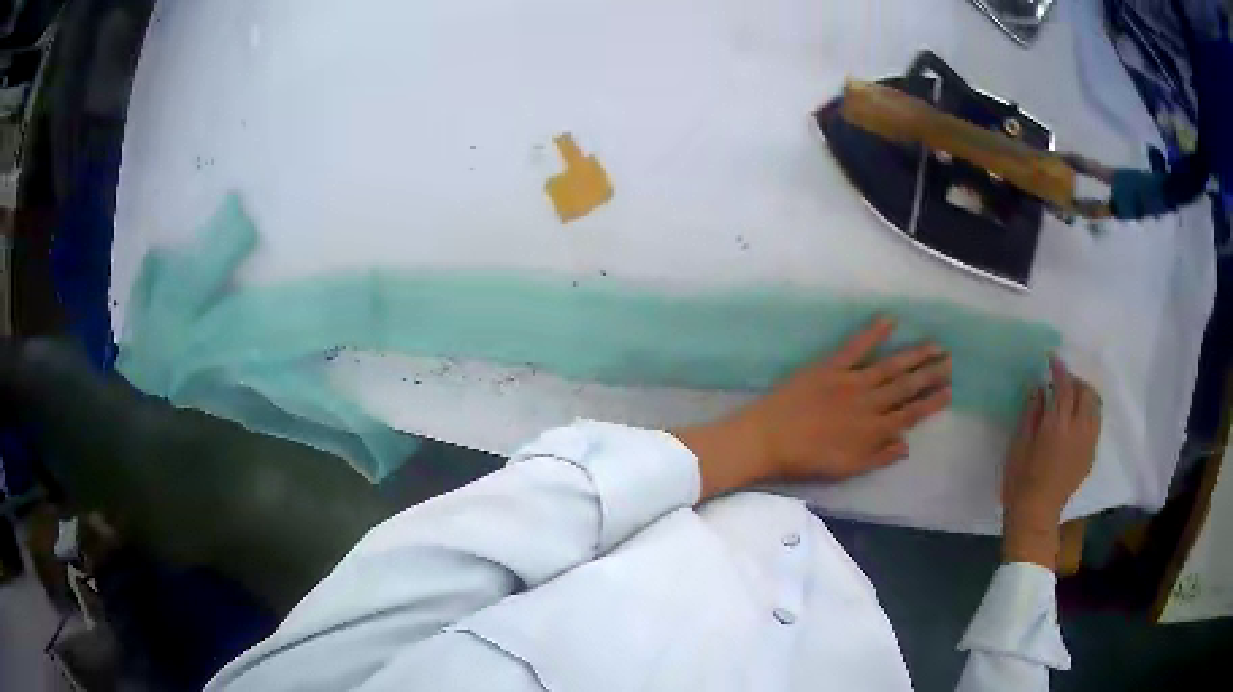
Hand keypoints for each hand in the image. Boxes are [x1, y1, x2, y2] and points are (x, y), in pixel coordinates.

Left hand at [674, 317, 951, 498]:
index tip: (949, 392)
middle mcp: (868, 403)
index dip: (931, 403)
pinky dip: (873, 332)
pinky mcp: (830, 367)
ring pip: (890, 366)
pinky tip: (890, 320)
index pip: (910, 414)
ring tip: (935, 345)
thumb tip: (907, 444)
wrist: (767, 440)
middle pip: (906, 387)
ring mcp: (850, 382)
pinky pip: (856, 346)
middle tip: (950, 361)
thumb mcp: (846, 469)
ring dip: (915, 355)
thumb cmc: (806, 459)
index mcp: (872, 430)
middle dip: (931, 374)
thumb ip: (878, 457)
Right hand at [1002, 357, 1100, 569]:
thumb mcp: (1018, 444)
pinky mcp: (1090, 455)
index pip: (1064, 386)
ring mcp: (1088, 443)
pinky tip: (1076, 421)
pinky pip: (1095, 423)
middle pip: (1085, 392)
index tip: (1052, 359)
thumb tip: (1039, 387)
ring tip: (1071, 399)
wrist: (1036, 515)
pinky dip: (1088, 413)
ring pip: (1095, 406)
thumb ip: (1031, 412)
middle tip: (1061, 382)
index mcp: (1057, 426)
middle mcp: (1078, 430)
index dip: (1059, 369)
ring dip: (1085, 395)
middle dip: (1074, 381)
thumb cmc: (1020, 480)